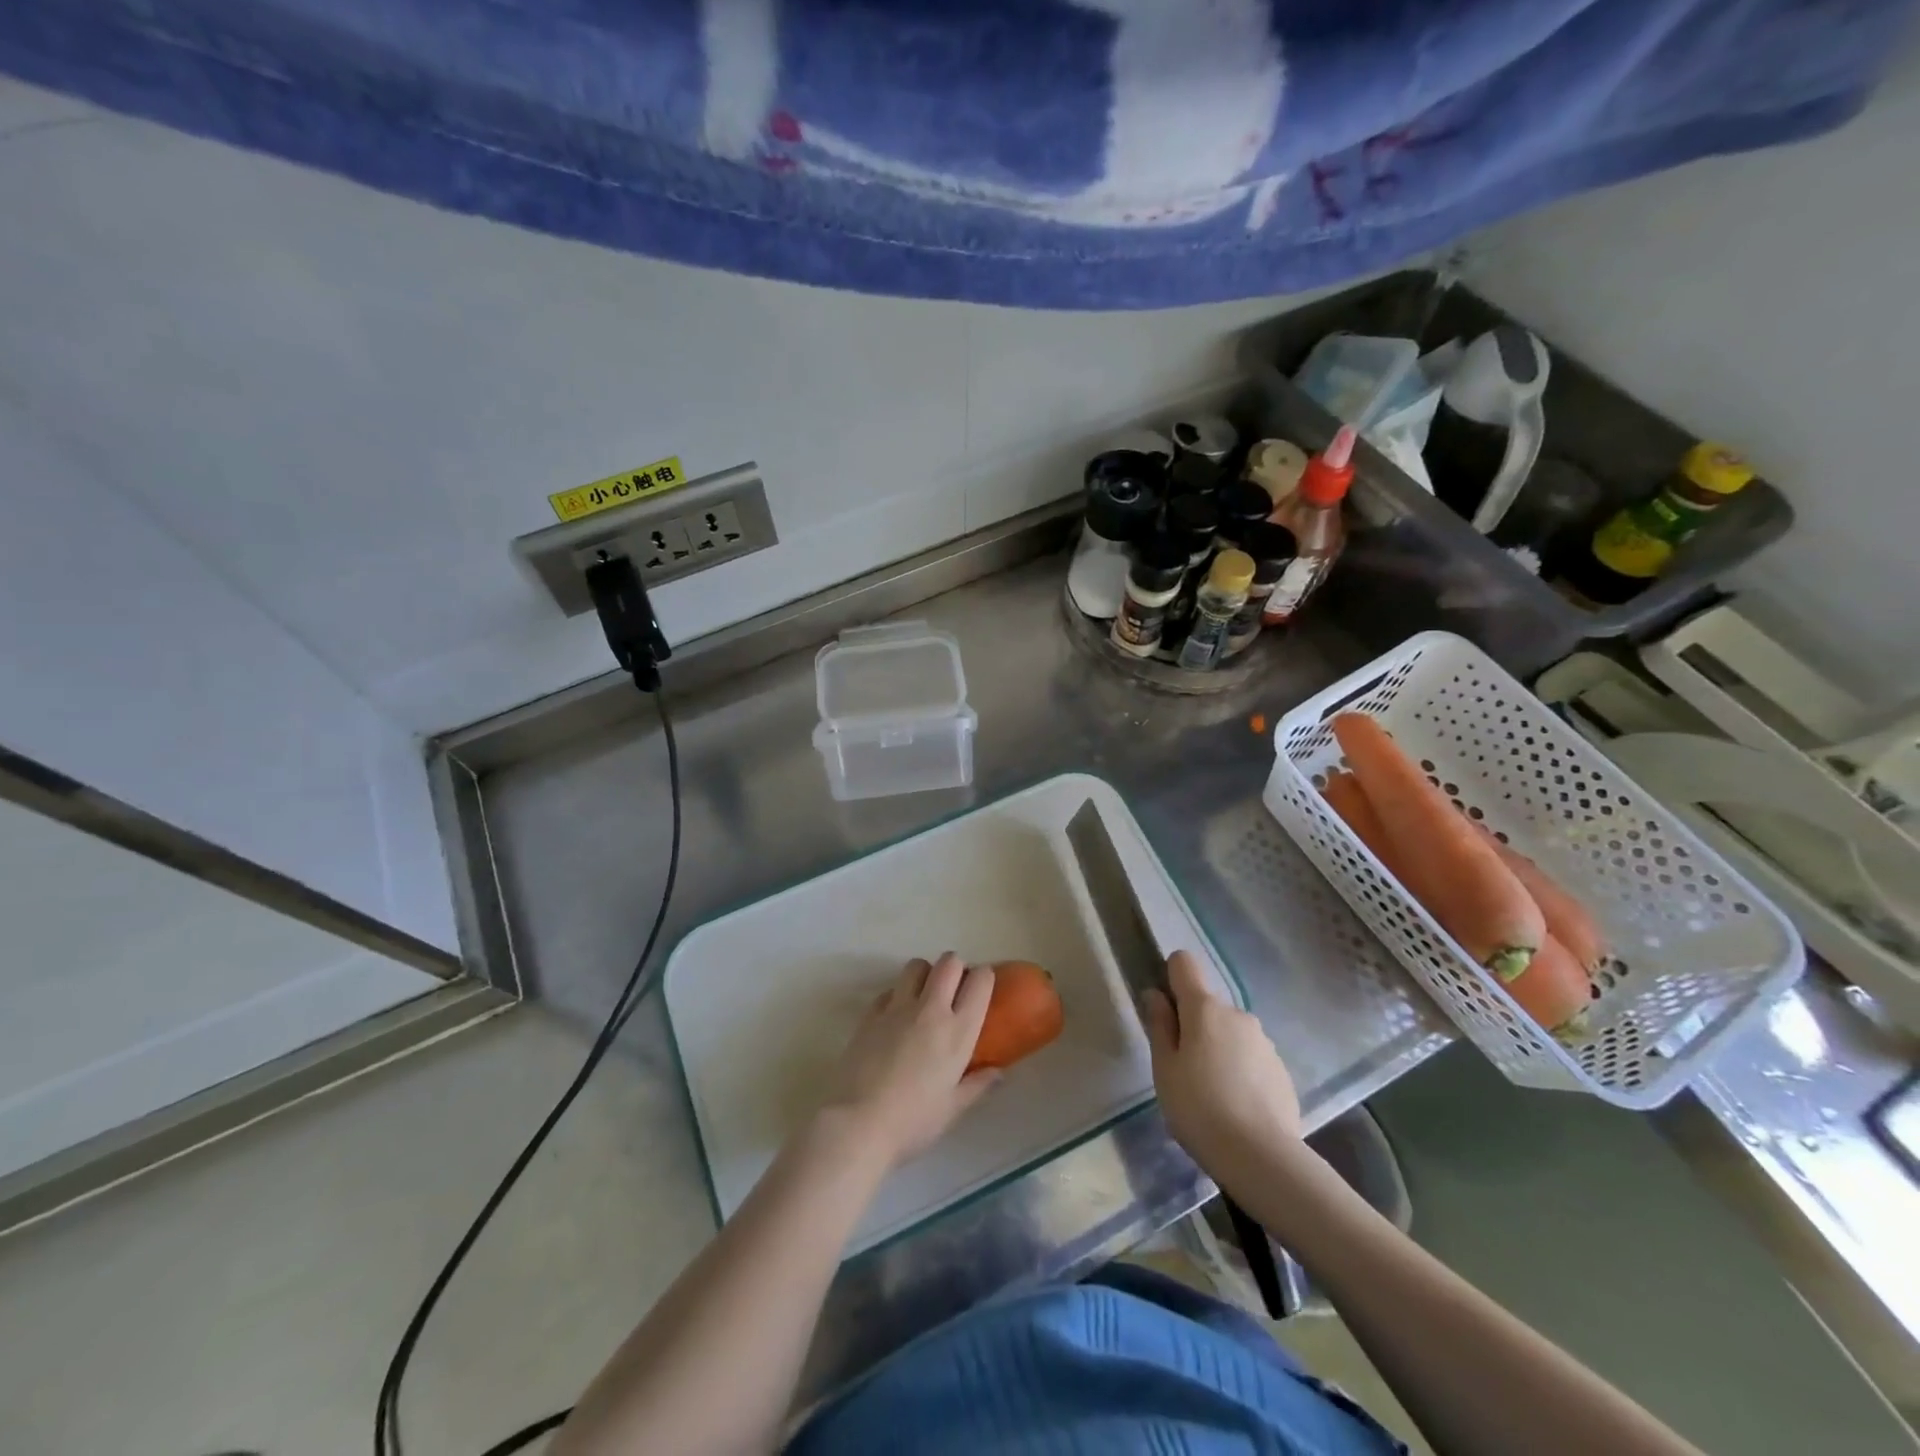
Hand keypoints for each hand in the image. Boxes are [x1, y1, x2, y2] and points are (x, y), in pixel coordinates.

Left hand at [819, 953, 999, 1169]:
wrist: (857, 1123)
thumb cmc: (912, 1121)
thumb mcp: (952, 1109)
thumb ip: (977, 1085)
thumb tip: (998, 1072)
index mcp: (958, 1031)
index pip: (980, 981)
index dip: (984, 977)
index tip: (982, 989)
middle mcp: (931, 1009)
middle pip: (948, 962)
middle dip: (955, 968)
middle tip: (954, 989)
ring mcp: (898, 1007)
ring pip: (916, 966)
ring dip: (925, 974)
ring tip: (924, 997)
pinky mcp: (871, 1013)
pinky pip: (890, 989)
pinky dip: (898, 995)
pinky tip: (896, 1018)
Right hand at [1144, 950, 1301, 1179]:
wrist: (1262, 1157)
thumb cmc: (1199, 1108)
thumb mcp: (1164, 1068)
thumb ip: (1160, 1026)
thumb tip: (1156, 995)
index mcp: (1204, 1008)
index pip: (1184, 963)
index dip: (1170, 977)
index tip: (1164, 1011)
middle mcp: (1237, 1014)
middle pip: (1207, 1005)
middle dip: (1194, 1026)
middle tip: (1183, 1069)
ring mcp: (1263, 1041)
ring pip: (1230, 1032)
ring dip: (1218, 1049)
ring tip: (1211, 1094)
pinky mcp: (1281, 1069)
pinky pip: (1250, 1057)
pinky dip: (1240, 1071)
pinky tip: (1236, 1107)